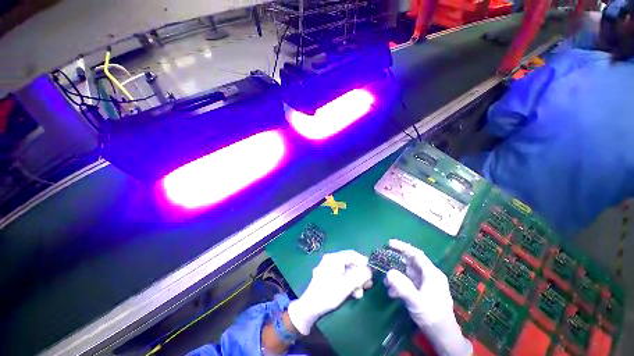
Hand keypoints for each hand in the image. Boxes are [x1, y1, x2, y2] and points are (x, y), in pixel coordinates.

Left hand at [287, 250, 372, 334]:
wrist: (310, 307)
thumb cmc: (328, 294)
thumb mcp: (346, 286)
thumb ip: (359, 276)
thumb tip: (370, 270)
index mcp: (334, 258)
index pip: (352, 254)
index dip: (363, 262)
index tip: (371, 273)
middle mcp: (332, 259)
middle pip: (351, 262)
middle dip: (360, 274)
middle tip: (368, 285)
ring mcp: (330, 267)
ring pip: (348, 270)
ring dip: (356, 280)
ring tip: (359, 293)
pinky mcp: (329, 274)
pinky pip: (343, 275)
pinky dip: (349, 282)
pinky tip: (353, 293)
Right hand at [383, 239, 452, 326]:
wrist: (443, 337)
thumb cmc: (433, 317)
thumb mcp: (417, 303)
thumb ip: (403, 287)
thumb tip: (389, 273)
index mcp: (432, 274)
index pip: (416, 254)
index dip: (403, 247)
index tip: (389, 243)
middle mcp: (429, 276)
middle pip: (410, 262)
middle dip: (396, 262)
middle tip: (383, 261)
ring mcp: (425, 284)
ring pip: (408, 273)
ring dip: (396, 275)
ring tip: (385, 283)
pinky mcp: (422, 291)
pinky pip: (408, 282)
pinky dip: (399, 284)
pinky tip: (392, 292)